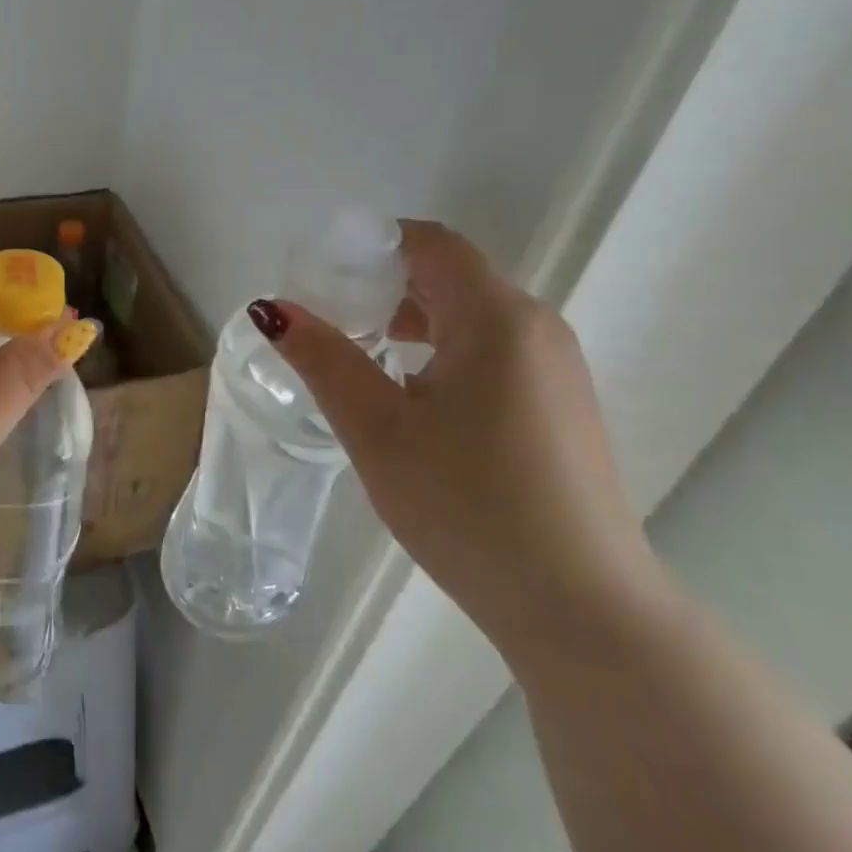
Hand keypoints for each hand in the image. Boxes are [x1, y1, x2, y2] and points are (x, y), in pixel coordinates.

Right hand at [255, 220, 658, 654]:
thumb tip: (272, 309)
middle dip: (384, 284)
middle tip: (327, 315)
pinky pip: (493, 353)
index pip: (431, 243)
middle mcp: (537, 328)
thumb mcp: (377, 429)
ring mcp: (556, 370)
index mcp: (497, 318)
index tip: (321, 273)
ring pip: (472, 317)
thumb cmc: (468, 505)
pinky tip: (411, 397)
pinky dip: (443, 351)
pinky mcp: (561, 407)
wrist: (580, 607)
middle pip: (451, 276)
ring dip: (412, 320)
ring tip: (360, 353)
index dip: (372, 245)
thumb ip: (323, 359)